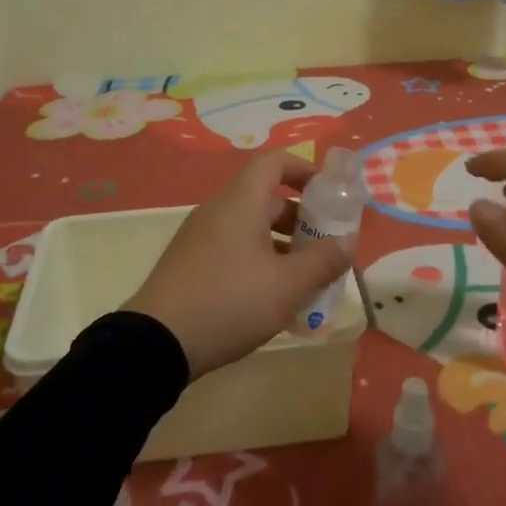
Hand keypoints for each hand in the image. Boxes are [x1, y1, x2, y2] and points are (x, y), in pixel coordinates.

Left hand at [126, 151, 353, 378]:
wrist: (156, 343)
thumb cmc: (230, 302)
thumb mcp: (287, 285)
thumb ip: (324, 260)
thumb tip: (349, 241)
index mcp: (241, 202)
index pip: (274, 162)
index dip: (305, 170)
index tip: (330, 196)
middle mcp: (218, 211)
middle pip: (266, 197)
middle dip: (302, 218)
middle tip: (326, 247)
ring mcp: (200, 238)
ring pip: (251, 227)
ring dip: (283, 244)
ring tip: (307, 278)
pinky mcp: (191, 264)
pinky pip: (234, 248)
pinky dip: (260, 260)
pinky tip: (273, 298)